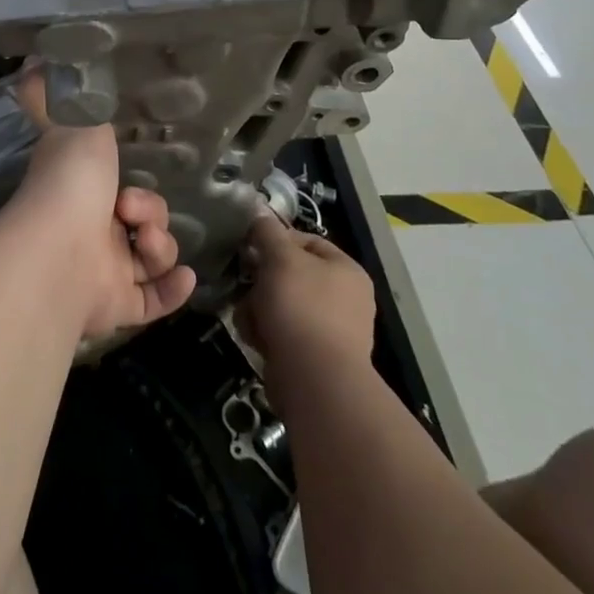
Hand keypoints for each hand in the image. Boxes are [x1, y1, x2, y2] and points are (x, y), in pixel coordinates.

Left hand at [4, 72, 196, 340]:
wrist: (59, 252)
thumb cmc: (69, 182)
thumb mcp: (71, 122)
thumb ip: (57, 95)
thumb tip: (32, 62)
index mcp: (80, 193)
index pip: (116, 189)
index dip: (135, 185)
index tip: (131, 178)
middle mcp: (91, 231)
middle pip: (143, 222)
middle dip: (150, 212)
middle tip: (129, 209)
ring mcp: (103, 270)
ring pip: (152, 256)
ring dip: (160, 246)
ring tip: (143, 242)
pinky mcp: (116, 306)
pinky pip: (155, 298)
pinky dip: (172, 288)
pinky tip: (182, 277)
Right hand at [238, 213, 376, 411]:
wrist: (315, 380)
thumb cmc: (301, 307)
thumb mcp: (280, 257)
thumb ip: (267, 231)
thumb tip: (259, 213)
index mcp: (347, 270)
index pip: (306, 241)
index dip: (276, 240)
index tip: (251, 248)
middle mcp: (346, 299)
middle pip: (291, 275)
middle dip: (263, 280)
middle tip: (247, 284)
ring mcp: (332, 331)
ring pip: (282, 305)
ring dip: (259, 308)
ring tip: (250, 318)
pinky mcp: (316, 358)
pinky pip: (284, 333)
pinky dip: (267, 333)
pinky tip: (256, 338)